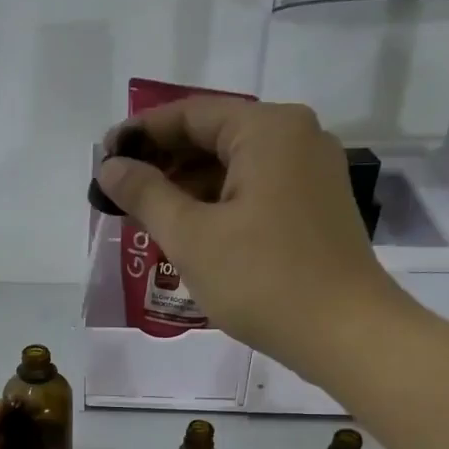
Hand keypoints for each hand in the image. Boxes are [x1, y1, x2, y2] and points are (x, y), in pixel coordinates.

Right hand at [95, 98, 420, 383]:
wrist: (345, 333)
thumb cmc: (262, 280)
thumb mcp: (191, 237)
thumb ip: (146, 195)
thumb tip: (110, 167)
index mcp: (268, 129)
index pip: (191, 114)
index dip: (141, 134)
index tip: (104, 160)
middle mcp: (297, 137)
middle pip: (215, 136)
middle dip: (165, 163)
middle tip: (121, 195)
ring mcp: (312, 173)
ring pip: (235, 167)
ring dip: (190, 188)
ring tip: (148, 218)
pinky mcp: (316, 207)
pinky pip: (256, 191)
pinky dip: (220, 204)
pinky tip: (191, 233)